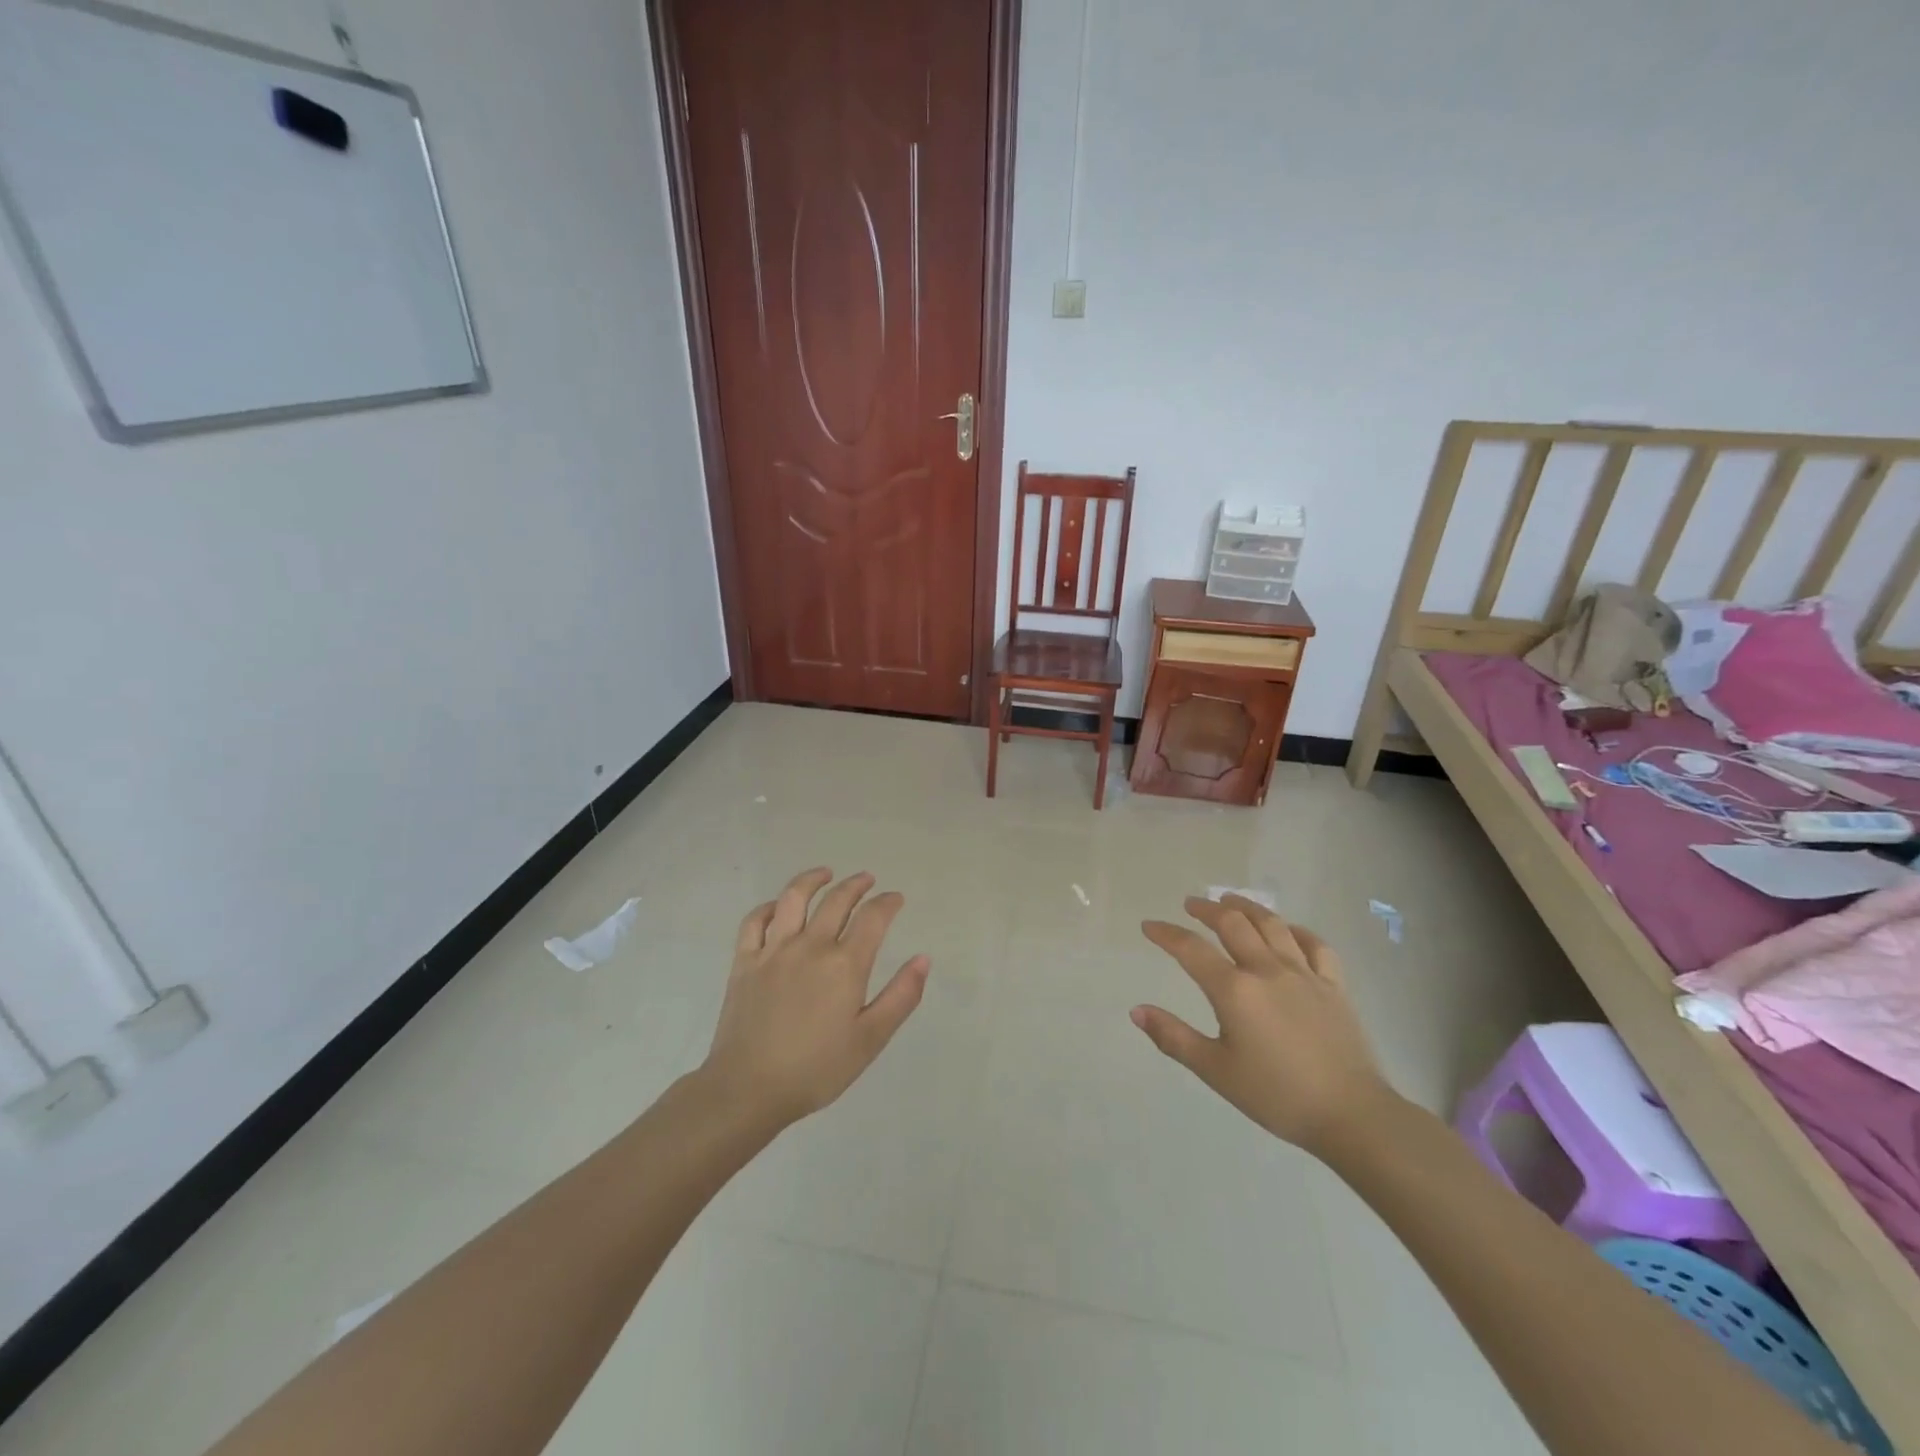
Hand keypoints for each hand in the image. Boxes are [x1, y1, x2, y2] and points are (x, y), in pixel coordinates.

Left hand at [699, 868, 930, 1128]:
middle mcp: (811, 946)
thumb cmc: (816, 1069)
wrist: (748, 1089)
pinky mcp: (744, 961)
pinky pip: (755, 920)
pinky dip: (769, 906)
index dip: (888, 903)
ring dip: (812, 879)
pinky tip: (779, 906)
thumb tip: (923, 959)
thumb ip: (901, 996)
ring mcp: (773, 950)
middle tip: (868, 879)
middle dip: (857, 885)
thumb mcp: (870, 1040)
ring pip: (793, 898)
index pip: (873, 917)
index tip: (896, 899)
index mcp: (845, 964)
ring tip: (825, 873)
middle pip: (837, 900)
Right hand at [1134, 894, 1396, 1156]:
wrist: (1351, 1115)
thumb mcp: (1216, 1071)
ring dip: (1247, 907)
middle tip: (1191, 904)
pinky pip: (1315, 945)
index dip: (1166, 934)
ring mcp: (1304, 974)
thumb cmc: (1276, 1095)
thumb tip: (1136, 1010)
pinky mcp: (1334, 986)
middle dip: (1207, 909)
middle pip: (1233, 924)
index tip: (1149, 926)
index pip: (1191, 950)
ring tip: (1231, 901)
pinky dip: (1297, 931)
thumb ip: (1174, 1037)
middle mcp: (1267, 970)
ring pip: (1272, 925)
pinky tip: (1288, 930)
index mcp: (1234, 991)